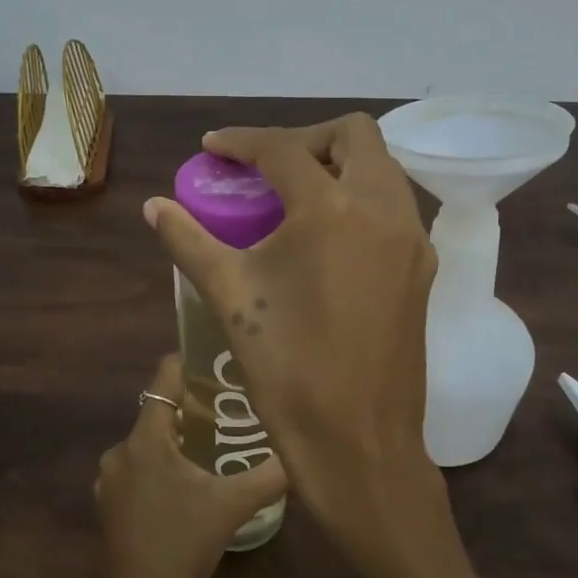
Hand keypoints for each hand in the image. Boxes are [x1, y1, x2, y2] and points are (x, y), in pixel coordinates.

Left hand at [90, 354, 288, 577]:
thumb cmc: (181, 546)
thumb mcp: (231, 506)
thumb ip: (268, 475)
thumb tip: (301, 453)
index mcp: (143, 440)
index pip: (163, 380)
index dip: (189, 365)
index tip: (220, 362)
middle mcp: (120, 452)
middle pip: (158, 412)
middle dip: (193, 407)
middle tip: (233, 408)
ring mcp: (113, 482)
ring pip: (151, 444)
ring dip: (180, 440)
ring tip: (219, 444)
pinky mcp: (114, 506)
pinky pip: (143, 469)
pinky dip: (166, 466)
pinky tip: (194, 483)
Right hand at [143, 115, 443, 558]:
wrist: (358, 440)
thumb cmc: (287, 368)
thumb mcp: (230, 296)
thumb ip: (189, 241)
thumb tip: (155, 206)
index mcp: (331, 210)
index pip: (283, 150)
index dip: (242, 141)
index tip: (213, 148)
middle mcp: (383, 209)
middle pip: (352, 136)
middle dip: (304, 139)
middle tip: (264, 169)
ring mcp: (411, 239)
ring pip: (381, 168)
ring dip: (337, 165)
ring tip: (293, 198)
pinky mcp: (422, 268)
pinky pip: (394, 207)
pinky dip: (360, 199)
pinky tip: (326, 236)